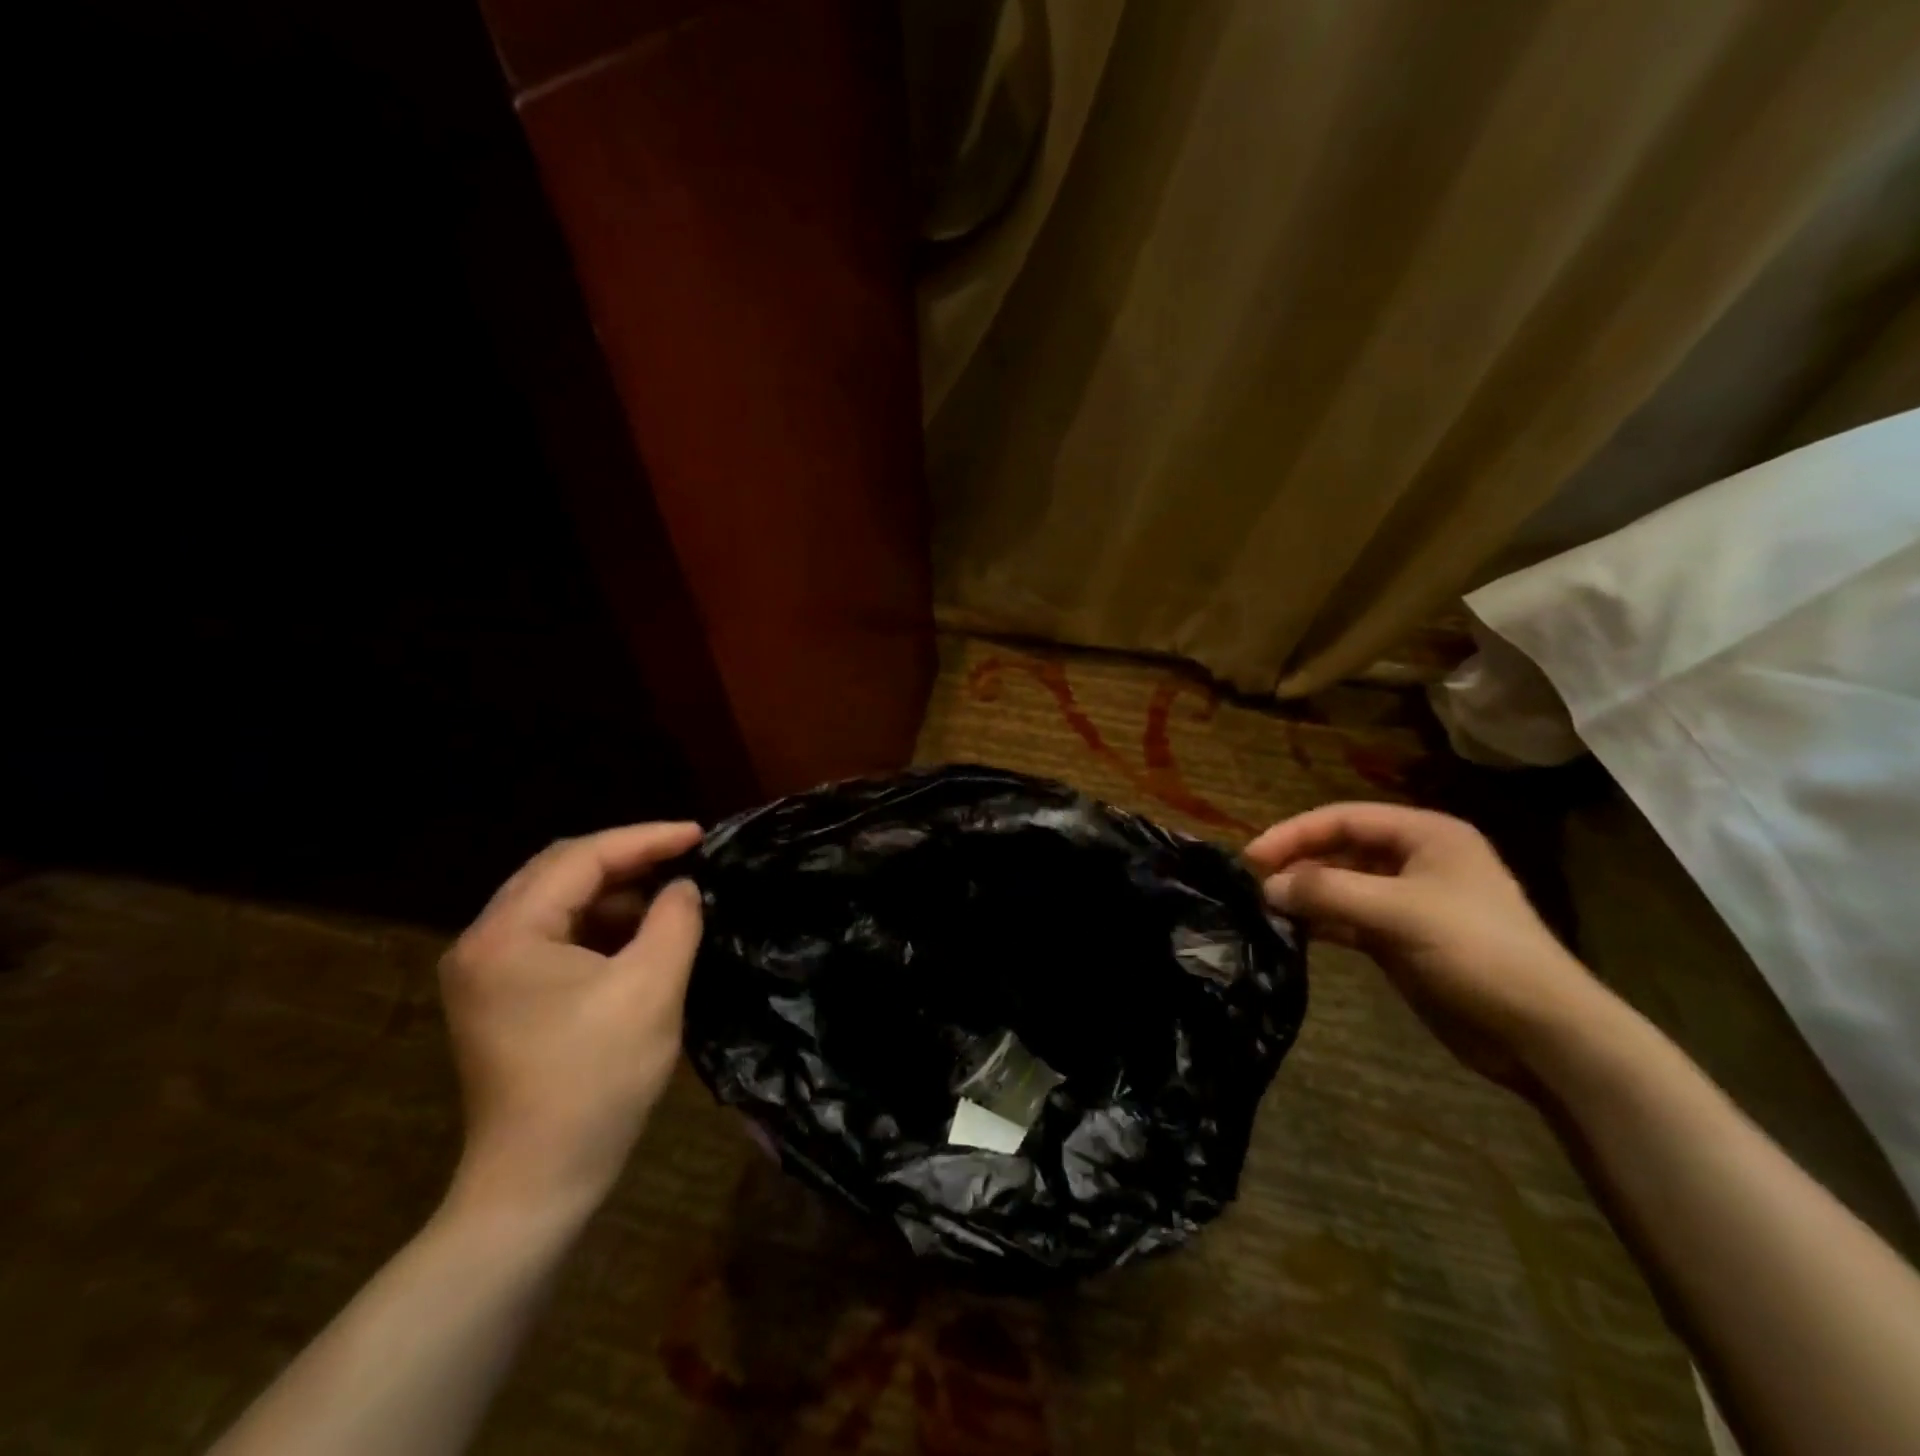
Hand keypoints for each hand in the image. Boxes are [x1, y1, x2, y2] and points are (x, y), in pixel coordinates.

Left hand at [439, 822, 703, 1217]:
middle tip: (685, 854)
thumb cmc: (596, 1080)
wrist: (539, 1182)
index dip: (646, 839)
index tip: (700, 834)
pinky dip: (600, 925)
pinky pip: (555, 936)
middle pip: (561, 871)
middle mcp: (483, 942)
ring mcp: (486, 971)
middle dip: (628, 858)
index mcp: (507, 934)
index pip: (582, 858)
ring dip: (615, 892)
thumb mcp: (652, 988)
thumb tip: (683, 887)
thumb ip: (674, 920)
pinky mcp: (501, 996)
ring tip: (669, 895)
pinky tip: (638, 934)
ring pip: (558, 902)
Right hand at [1245, 803, 1599, 1088]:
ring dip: (1306, 893)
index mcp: (1426, 835)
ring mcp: (1409, 900)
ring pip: (1342, 884)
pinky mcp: (1402, 938)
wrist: (1541, 1032)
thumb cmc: (1476, 952)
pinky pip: (1349, 918)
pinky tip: (1293, 931)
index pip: (1344, 818)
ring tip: (1266, 908)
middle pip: (1341, 848)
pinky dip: (1322, 921)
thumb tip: (1267, 886)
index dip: (1295, 832)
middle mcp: (1416, 859)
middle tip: (1254, 884)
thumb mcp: (1398, 913)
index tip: (1252, 857)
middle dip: (1299, 862)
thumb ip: (1327, 892)